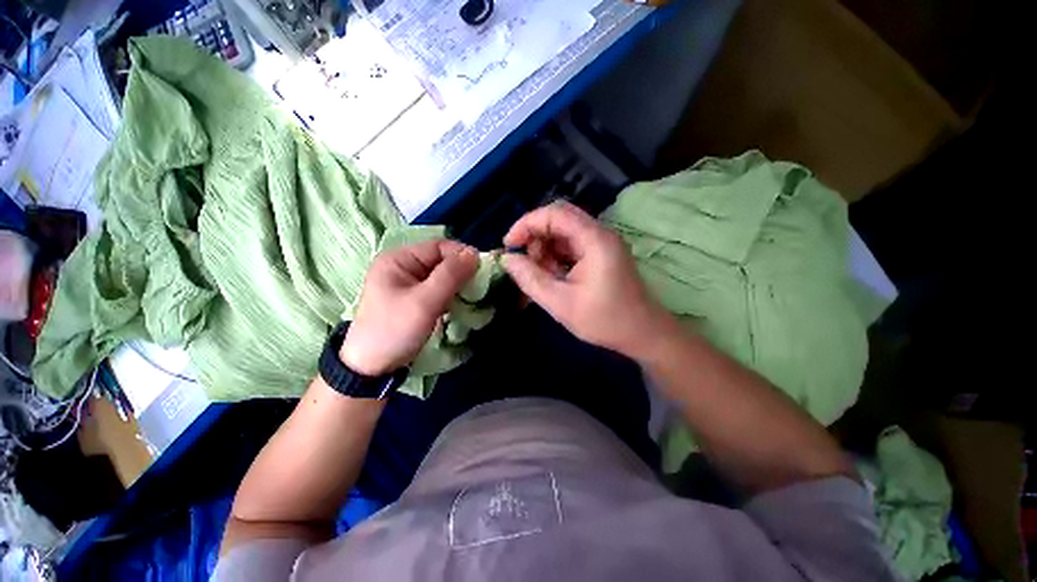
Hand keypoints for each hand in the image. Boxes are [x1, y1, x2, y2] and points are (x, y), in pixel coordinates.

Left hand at [340, 240, 478, 375]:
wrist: (372, 368)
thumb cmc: (394, 330)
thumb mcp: (424, 302)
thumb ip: (451, 275)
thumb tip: (475, 253)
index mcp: (399, 259)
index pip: (439, 247)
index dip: (462, 255)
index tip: (483, 271)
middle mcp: (404, 266)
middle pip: (442, 260)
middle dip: (462, 271)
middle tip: (479, 287)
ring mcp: (410, 283)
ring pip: (444, 275)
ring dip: (460, 284)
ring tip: (472, 296)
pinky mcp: (416, 298)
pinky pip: (440, 289)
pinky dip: (453, 294)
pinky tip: (461, 303)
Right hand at [502, 201, 674, 358]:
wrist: (643, 334)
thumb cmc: (605, 321)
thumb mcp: (560, 303)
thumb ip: (530, 279)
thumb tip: (507, 259)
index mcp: (594, 240)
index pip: (554, 213)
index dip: (526, 224)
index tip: (509, 245)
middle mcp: (600, 234)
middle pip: (559, 219)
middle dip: (535, 237)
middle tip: (524, 263)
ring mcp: (602, 243)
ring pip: (563, 232)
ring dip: (545, 249)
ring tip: (541, 276)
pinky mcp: (601, 254)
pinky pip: (571, 245)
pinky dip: (556, 257)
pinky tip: (554, 277)